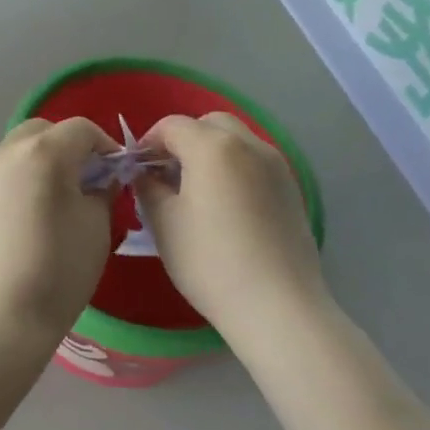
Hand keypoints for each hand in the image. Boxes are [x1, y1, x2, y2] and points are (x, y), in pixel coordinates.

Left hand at [0, 117, 115, 360]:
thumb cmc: (57, 270)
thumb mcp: (97, 228)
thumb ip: (102, 193)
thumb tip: (100, 181)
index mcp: (42, 152)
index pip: (81, 129)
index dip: (105, 145)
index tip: (117, 171)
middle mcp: (5, 153)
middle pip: (43, 132)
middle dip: (69, 147)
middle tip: (87, 180)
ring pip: (18, 152)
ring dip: (41, 163)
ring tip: (57, 200)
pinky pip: (0, 177)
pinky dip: (20, 183)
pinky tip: (28, 219)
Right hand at [133, 114, 326, 334]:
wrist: (278, 306)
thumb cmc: (211, 262)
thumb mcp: (164, 224)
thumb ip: (148, 188)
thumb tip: (146, 173)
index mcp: (213, 146)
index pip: (172, 125)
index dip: (149, 142)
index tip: (138, 170)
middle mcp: (249, 144)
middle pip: (209, 123)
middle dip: (184, 140)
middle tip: (168, 175)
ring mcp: (276, 165)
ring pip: (236, 139)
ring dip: (211, 152)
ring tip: (197, 191)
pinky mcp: (291, 188)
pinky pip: (254, 162)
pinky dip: (234, 168)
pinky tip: (226, 206)